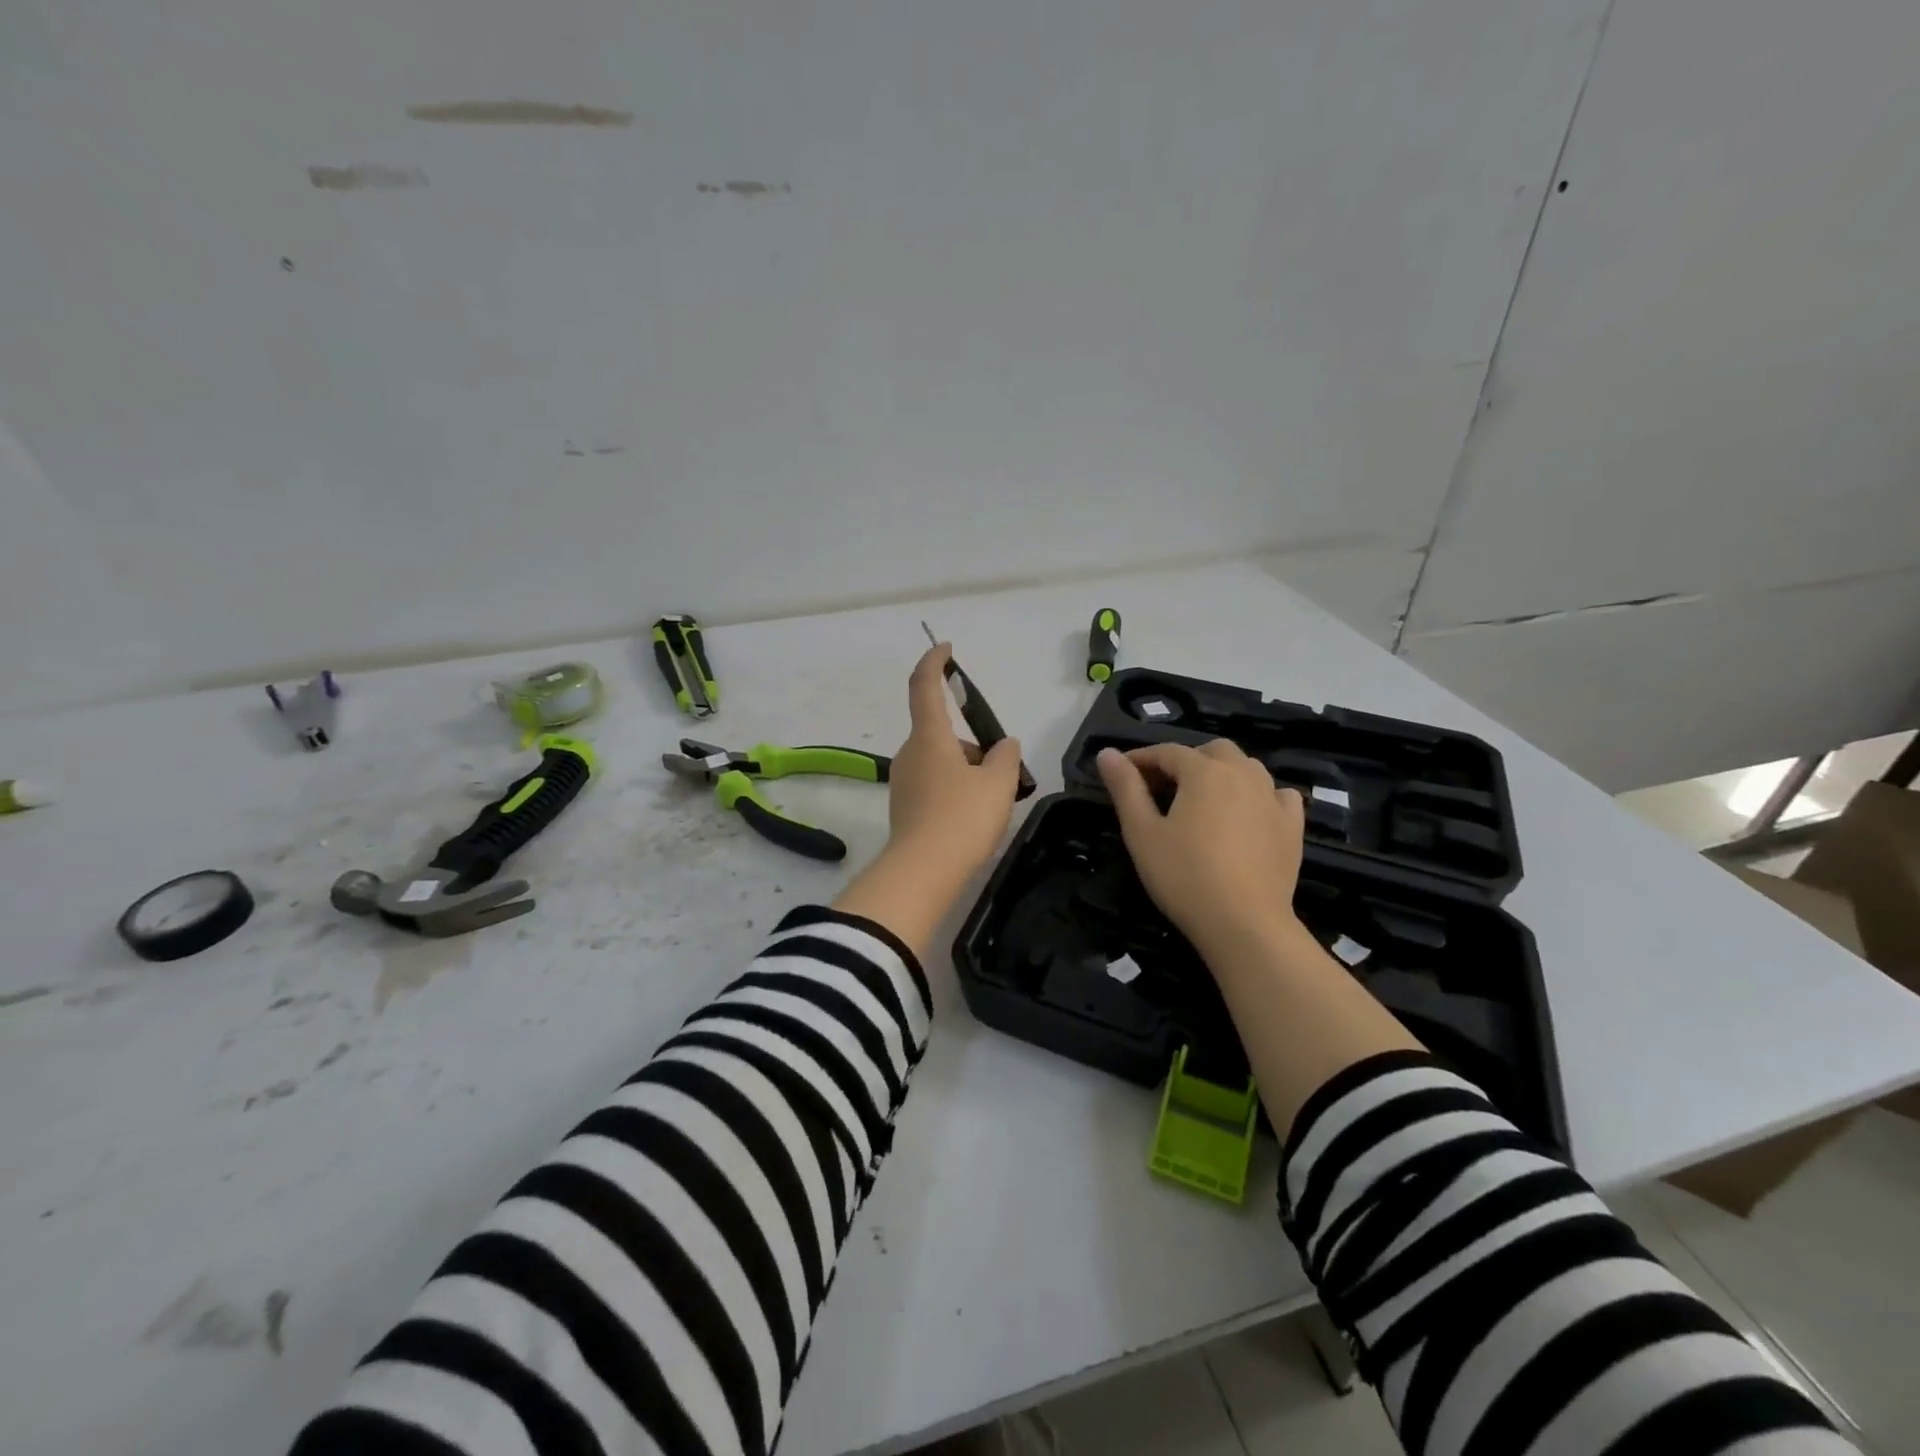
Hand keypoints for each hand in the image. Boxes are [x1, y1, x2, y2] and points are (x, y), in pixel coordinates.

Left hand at [834, 643, 1023, 956]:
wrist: (922, 872)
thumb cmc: (962, 818)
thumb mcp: (998, 783)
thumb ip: (1006, 757)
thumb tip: (1004, 746)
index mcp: (930, 737)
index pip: (925, 686)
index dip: (934, 662)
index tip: (945, 649)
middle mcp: (910, 753)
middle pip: (943, 733)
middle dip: (973, 744)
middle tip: (1002, 771)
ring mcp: (904, 782)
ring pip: (941, 762)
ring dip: (967, 770)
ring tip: (994, 801)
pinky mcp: (905, 808)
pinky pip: (935, 785)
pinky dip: (955, 791)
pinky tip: (974, 818)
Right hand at [1096, 740, 1305, 957]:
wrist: (1244, 923)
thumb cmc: (1184, 876)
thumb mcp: (1142, 832)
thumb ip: (1125, 788)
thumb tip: (1107, 753)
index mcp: (1203, 772)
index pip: (1167, 752)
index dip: (1142, 758)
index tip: (1122, 771)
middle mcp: (1242, 774)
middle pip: (1212, 751)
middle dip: (1186, 761)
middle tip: (1163, 786)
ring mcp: (1272, 799)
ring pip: (1247, 767)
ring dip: (1222, 773)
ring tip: (1202, 799)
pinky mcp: (1292, 826)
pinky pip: (1277, 794)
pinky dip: (1260, 794)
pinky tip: (1249, 812)